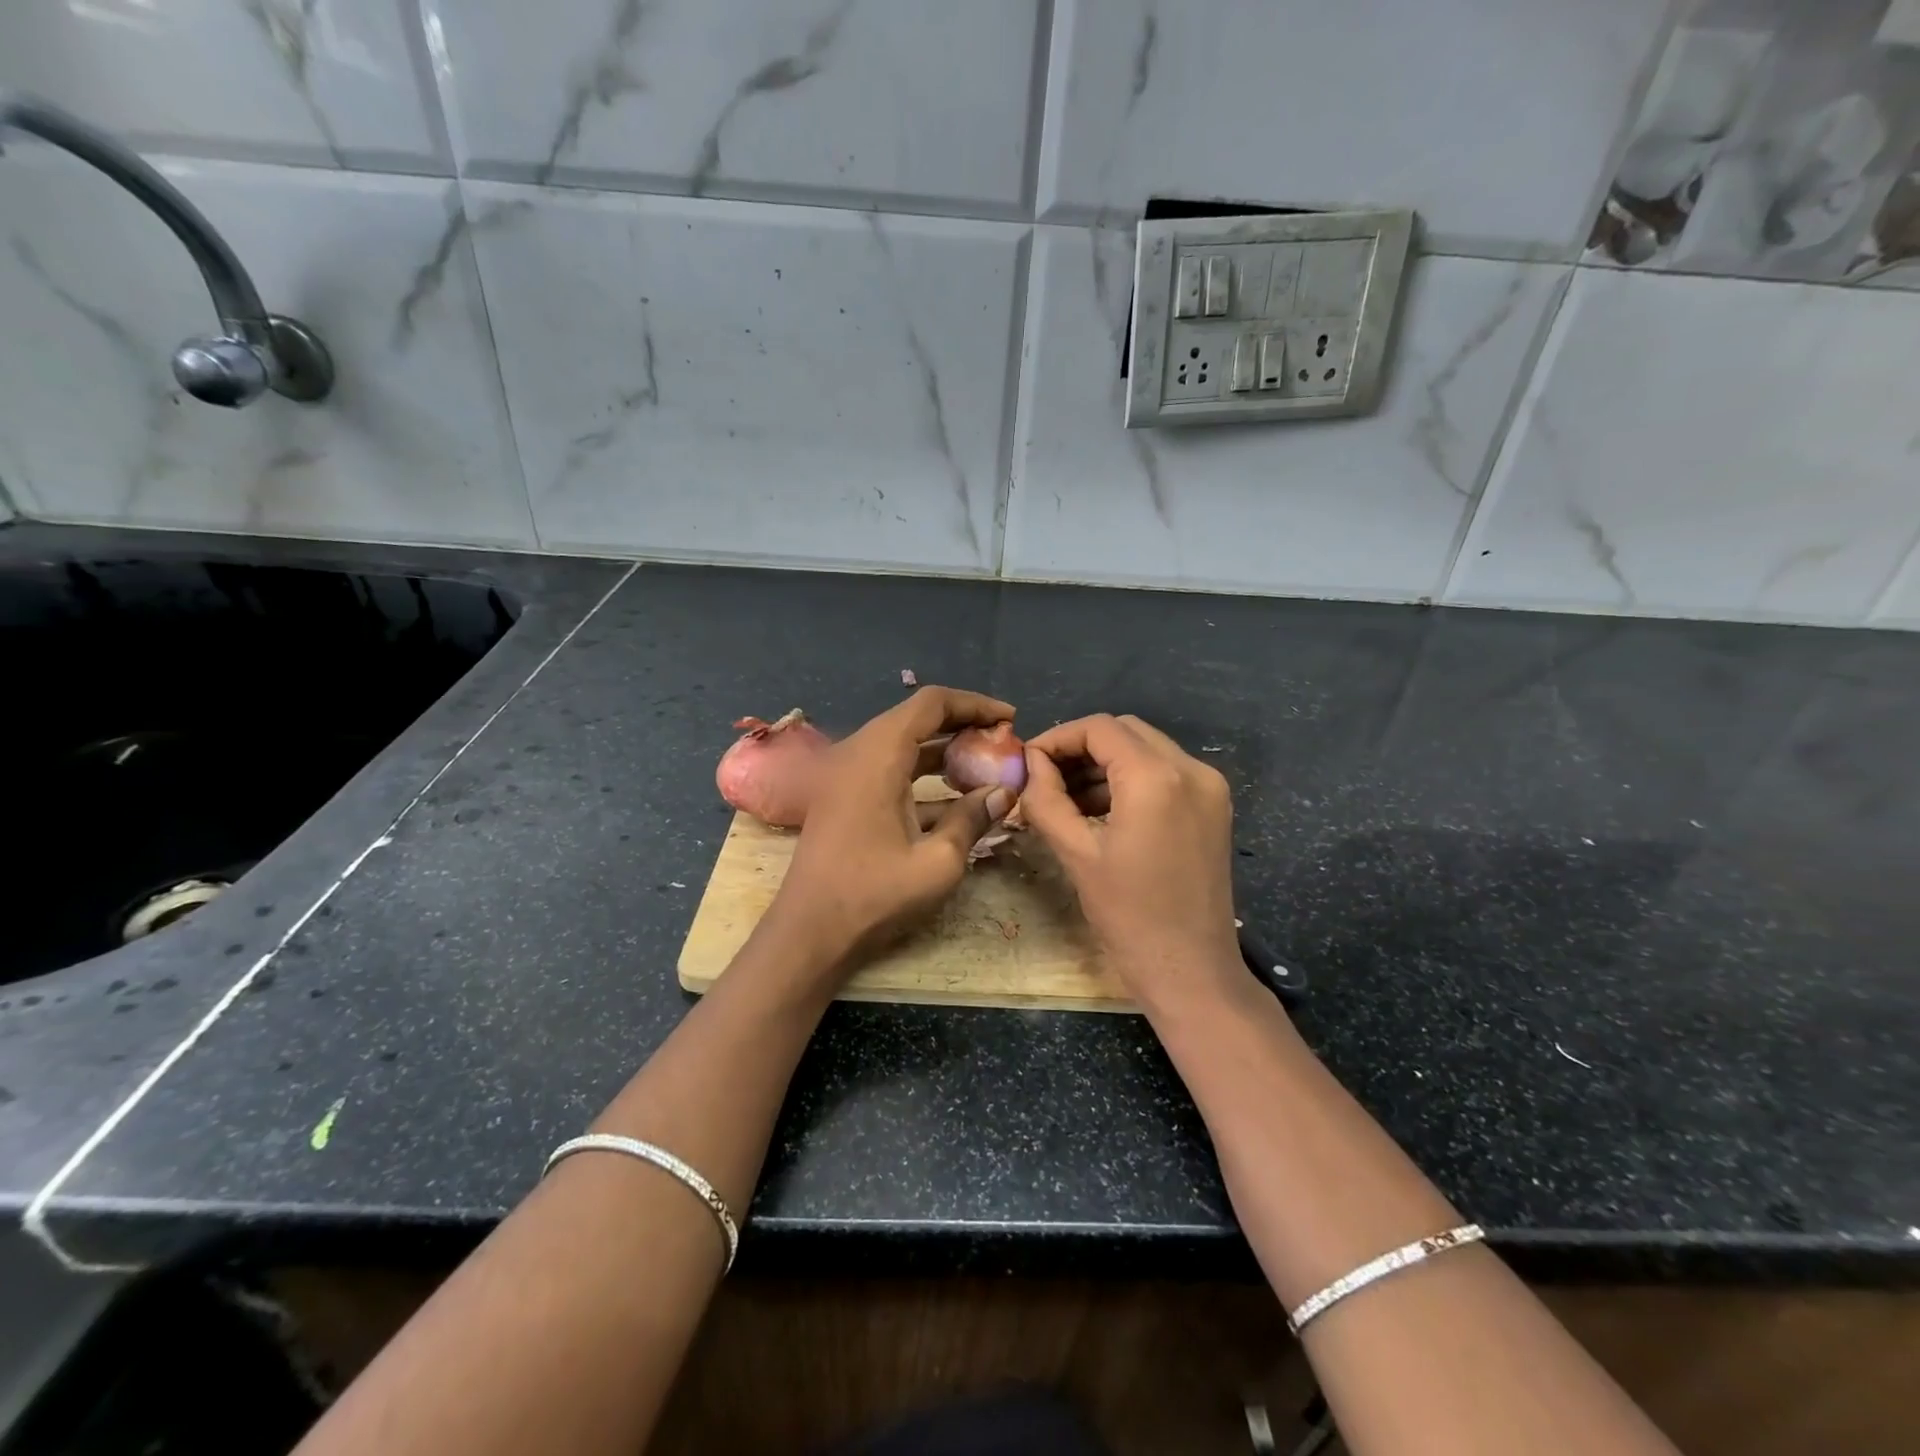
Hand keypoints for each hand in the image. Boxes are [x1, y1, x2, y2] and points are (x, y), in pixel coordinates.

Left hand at [760, 686, 1018, 984]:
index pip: (931, 704)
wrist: (809, 933)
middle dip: (962, 725)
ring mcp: (847, 775)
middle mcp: (858, 753)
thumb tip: (1005, 792)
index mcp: (878, 756)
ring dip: (943, 750)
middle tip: (1001, 741)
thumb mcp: (938, 862)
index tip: (1010, 718)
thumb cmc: (873, 896)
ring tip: (985, 765)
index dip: (974, 704)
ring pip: (903, 744)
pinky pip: (890, 768)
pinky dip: (923, 774)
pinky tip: (955, 798)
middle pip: (916, 718)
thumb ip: (973, 818)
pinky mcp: (844, 797)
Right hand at [1021, 714, 1243, 1012]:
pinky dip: (1130, 780)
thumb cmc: (1128, 916)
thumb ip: (1046, 798)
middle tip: (1045, 777)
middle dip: (1080, 748)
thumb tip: (1031, 765)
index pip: (1099, 728)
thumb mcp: (1076, 853)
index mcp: (1157, 777)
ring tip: (1067, 798)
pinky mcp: (1214, 807)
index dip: (1057, 738)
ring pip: (1146, 750)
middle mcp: (1191, 769)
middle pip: (1125, 732)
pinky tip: (1100, 810)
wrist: (1191, 971)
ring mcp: (1210, 787)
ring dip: (1105, 764)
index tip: (1028, 762)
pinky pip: (1165, 774)